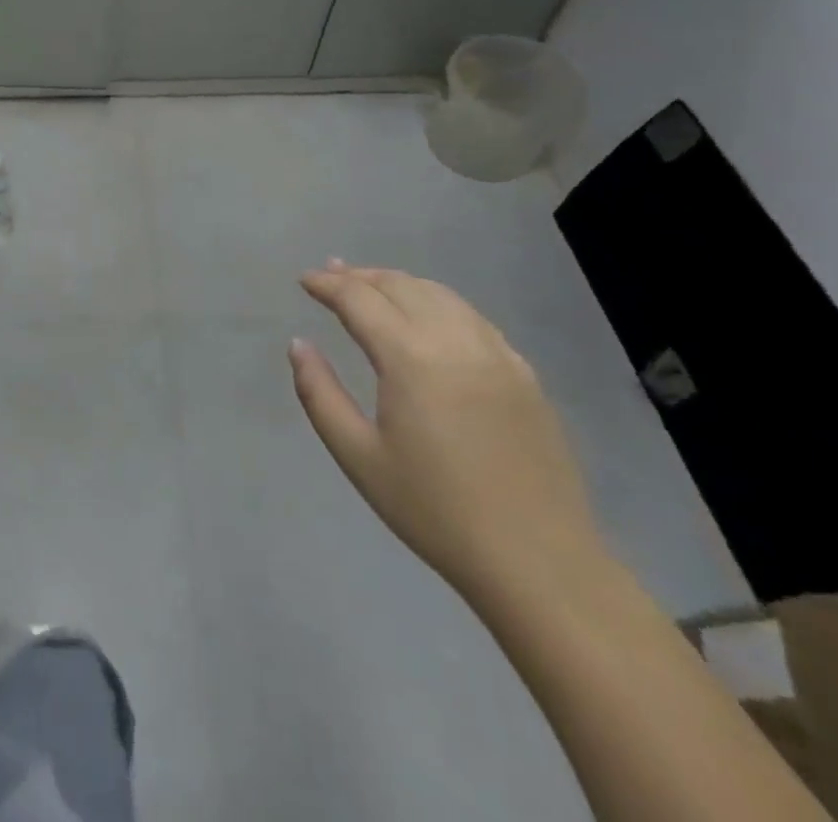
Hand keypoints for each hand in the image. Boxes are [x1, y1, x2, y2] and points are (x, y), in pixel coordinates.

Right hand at [290, 261, 606, 605]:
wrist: (539, 563)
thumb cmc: (435, 511)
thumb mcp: (358, 456)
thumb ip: (319, 393)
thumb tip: (298, 344)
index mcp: (411, 358)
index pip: (360, 299)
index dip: (327, 285)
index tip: (304, 280)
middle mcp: (455, 340)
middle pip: (400, 286)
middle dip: (360, 276)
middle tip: (331, 275)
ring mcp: (497, 354)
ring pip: (440, 294)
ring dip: (399, 283)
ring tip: (372, 286)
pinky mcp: (524, 374)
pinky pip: (472, 318)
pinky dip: (438, 302)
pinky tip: (428, 317)